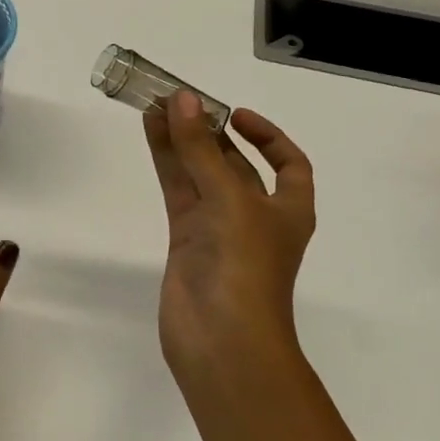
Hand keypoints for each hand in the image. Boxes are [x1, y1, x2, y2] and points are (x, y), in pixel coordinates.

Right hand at [143, 92, 315, 377]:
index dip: (267, 136)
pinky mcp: (186, 240)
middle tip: (179, 98)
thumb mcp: (230, 200)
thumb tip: (183, 99)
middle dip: (210, 132)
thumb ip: (201, 149)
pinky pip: (178, 191)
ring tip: (155, 105)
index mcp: (288, 210)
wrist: (221, 342)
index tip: (234, 115)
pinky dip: (166, 161)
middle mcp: (255, 216)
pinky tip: (151, 133)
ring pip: (199, 173)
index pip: (288, 164)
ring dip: (182, 141)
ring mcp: (218, 229)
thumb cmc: (245, 268)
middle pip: (234, 164)